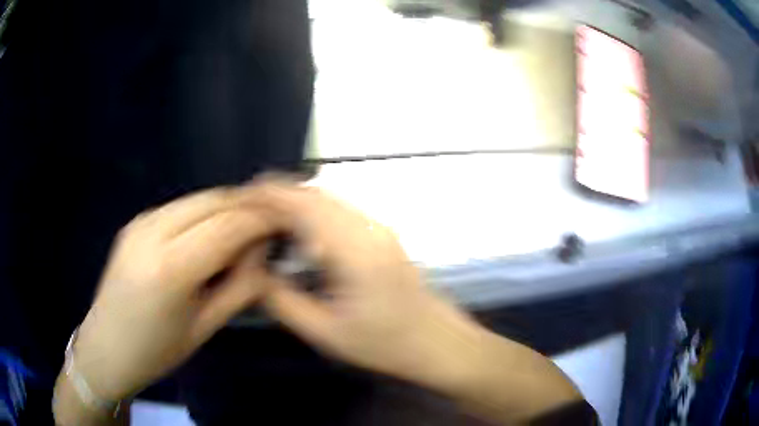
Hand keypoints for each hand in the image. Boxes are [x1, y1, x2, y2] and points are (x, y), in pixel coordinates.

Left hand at [73, 187, 274, 400]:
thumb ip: (240, 288)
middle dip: (248, 205)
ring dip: (227, 207)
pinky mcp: (135, 222)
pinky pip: (180, 207)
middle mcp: (152, 232)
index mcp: (171, 268)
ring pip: (197, 198)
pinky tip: (212, 233)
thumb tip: (264, 254)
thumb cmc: (156, 351)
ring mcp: (140, 222)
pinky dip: (204, 213)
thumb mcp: (204, 328)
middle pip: (214, 200)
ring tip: (246, 228)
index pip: (229, 226)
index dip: (263, 220)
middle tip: (272, 222)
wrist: (106, 348)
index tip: (286, 223)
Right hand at [252, 181, 483, 387]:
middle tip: (245, 207)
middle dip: (277, 193)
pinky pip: (340, 210)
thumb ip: (283, 300)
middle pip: (315, 194)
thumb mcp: (325, 332)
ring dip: (295, 200)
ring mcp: (379, 228)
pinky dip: (313, 210)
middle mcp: (368, 227)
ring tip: (264, 215)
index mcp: (354, 249)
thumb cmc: (385, 344)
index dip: (268, 195)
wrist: (438, 342)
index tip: (239, 198)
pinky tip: (298, 228)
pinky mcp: (383, 234)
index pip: (302, 205)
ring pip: (329, 199)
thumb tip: (254, 271)